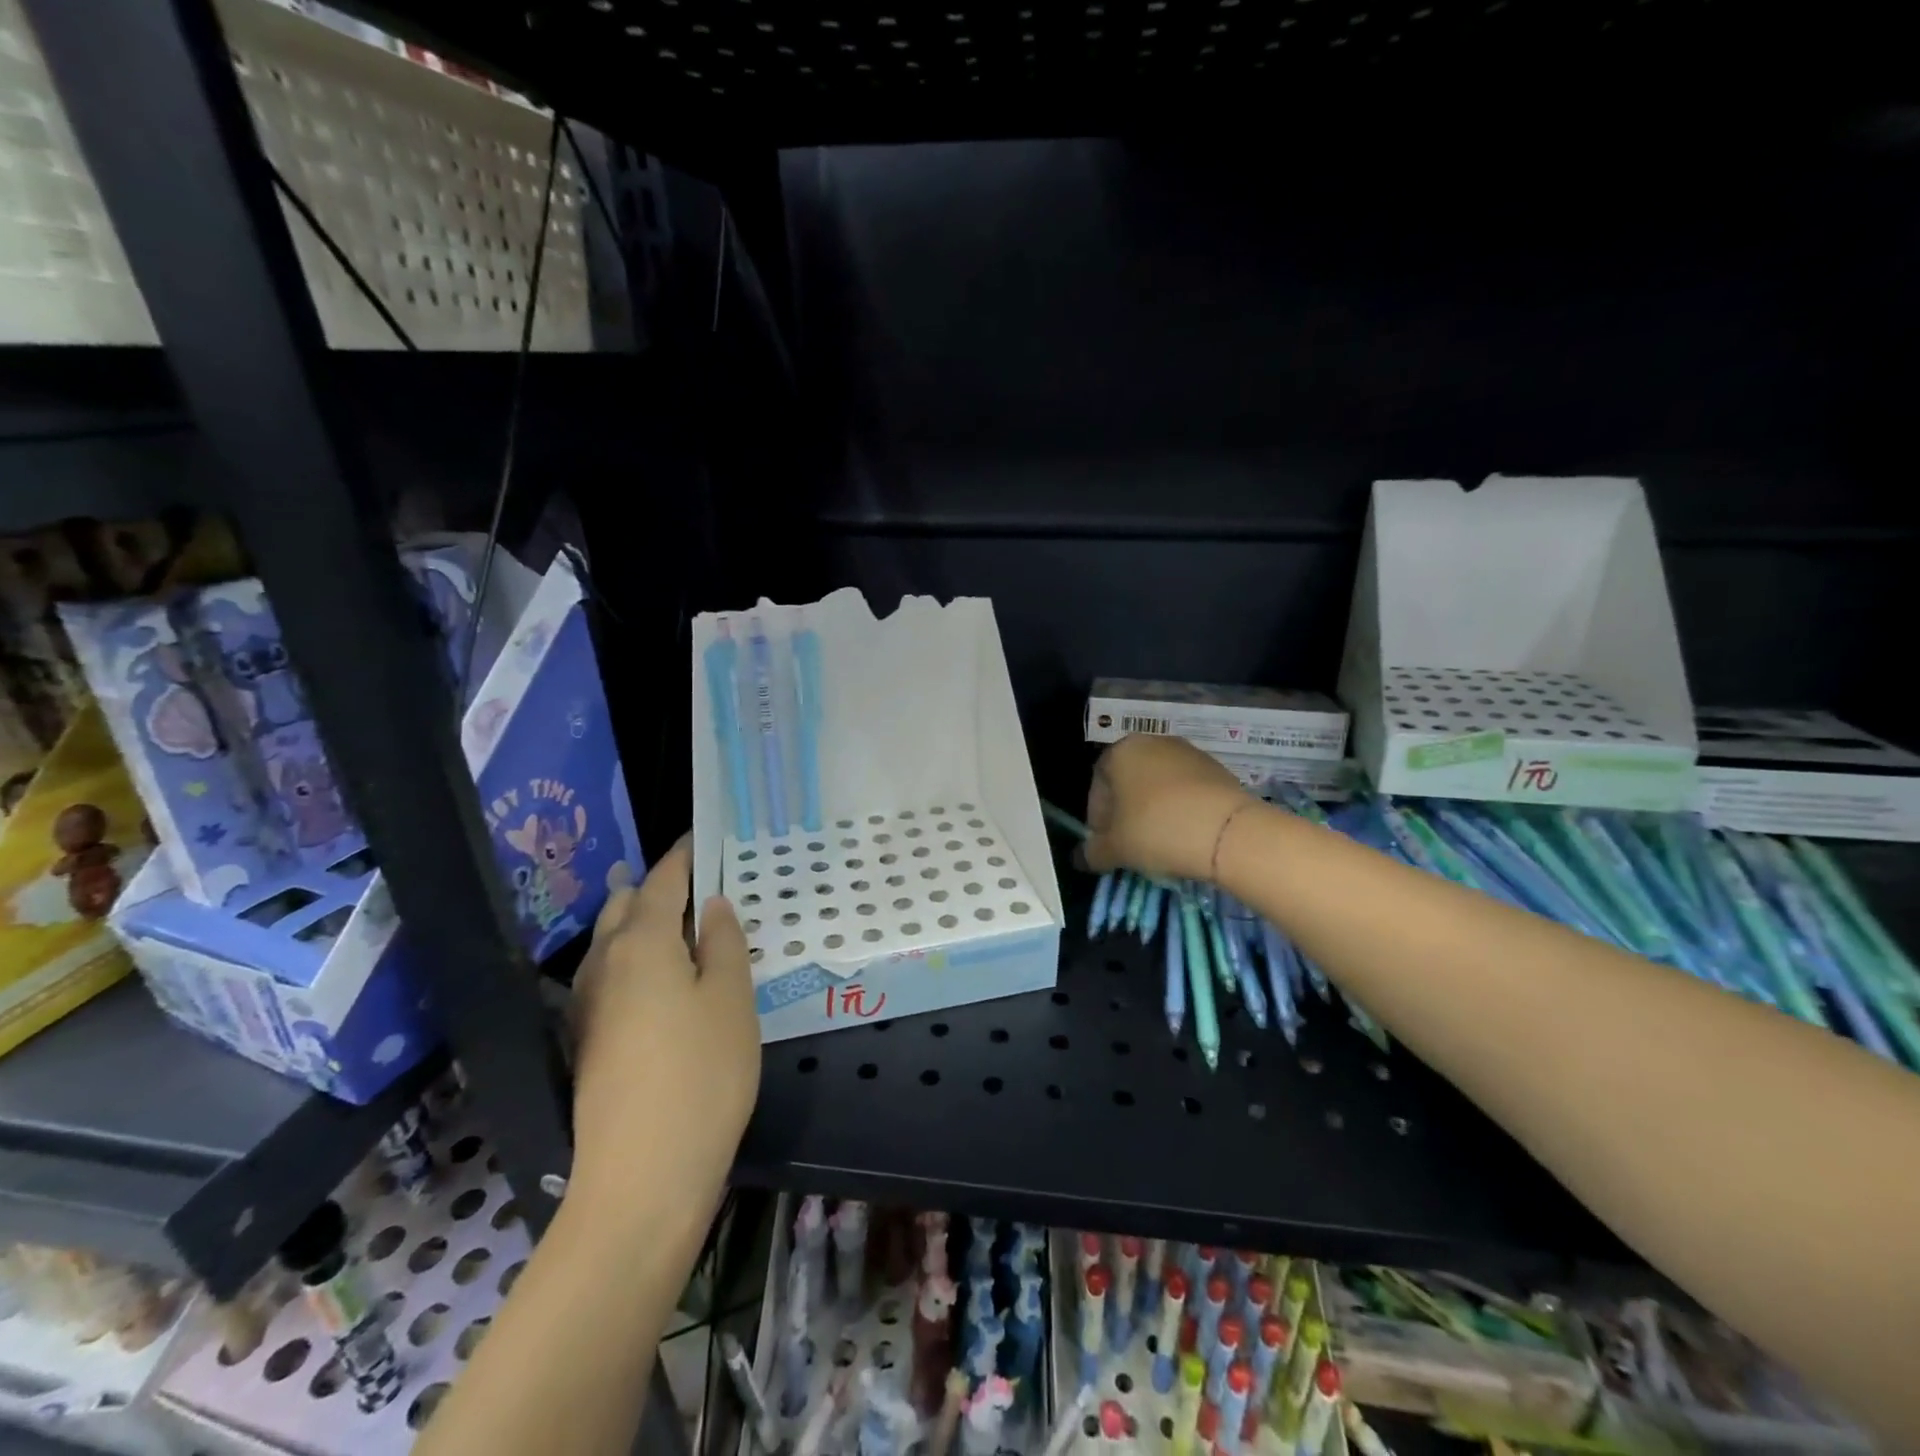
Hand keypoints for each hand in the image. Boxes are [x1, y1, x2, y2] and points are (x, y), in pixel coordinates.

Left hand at [567, 837, 759, 1229]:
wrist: (642, 1177)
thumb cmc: (702, 1075)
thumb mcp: (731, 999)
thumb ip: (722, 943)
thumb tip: (711, 905)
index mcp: (641, 944)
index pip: (662, 881)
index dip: (683, 855)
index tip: (703, 836)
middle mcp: (604, 965)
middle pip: (626, 906)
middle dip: (659, 888)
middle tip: (706, 889)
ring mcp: (589, 1007)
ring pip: (613, 944)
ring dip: (645, 925)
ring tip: (691, 931)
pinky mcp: (589, 1042)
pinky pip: (613, 978)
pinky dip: (639, 961)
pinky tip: (669, 983)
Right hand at [1084, 734, 1250, 883]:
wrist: (1227, 831)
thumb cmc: (1156, 829)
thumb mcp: (1115, 848)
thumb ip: (1093, 852)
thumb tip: (1083, 858)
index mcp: (1121, 751)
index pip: (1098, 784)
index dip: (1097, 817)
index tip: (1104, 842)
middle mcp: (1153, 743)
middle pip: (1129, 781)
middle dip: (1125, 812)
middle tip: (1129, 843)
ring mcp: (1190, 753)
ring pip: (1160, 786)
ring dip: (1154, 810)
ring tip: (1160, 842)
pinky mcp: (1218, 769)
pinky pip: (1188, 791)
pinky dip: (1181, 810)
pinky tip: (1186, 835)